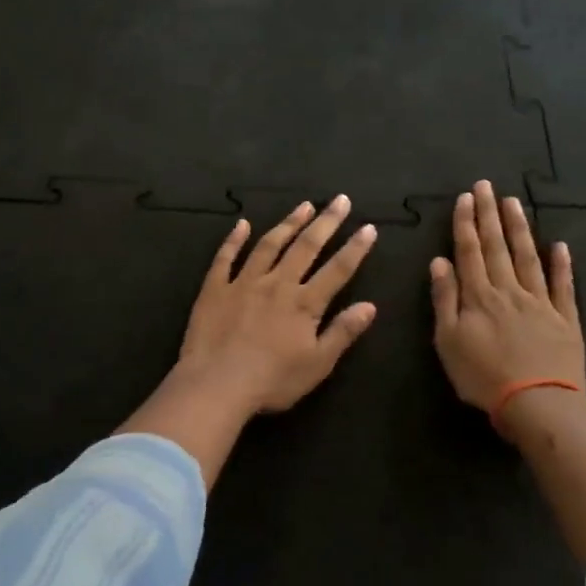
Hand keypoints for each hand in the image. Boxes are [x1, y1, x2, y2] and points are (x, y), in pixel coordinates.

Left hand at [176, 196, 379, 415]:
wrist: (216, 385)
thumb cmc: (272, 381)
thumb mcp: (317, 364)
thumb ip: (342, 332)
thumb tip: (370, 305)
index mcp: (304, 303)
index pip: (337, 269)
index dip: (355, 248)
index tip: (368, 227)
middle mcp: (277, 283)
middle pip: (306, 246)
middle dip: (326, 222)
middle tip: (340, 200)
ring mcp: (244, 282)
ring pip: (269, 244)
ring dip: (288, 223)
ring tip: (304, 206)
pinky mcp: (215, 288)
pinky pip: (225, 257)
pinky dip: (234, 239)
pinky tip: (242, 224)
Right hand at [431, 181, 585, 437]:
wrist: (538, 404)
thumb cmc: (483, 376)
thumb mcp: (448, 341)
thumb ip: (444, 299)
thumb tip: (439, 261)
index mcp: (479, 296)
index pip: (469, 251)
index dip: (466, 223)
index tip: (465, 197)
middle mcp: (509, 290)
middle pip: (497, 246)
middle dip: (490, 214)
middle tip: (487, 186)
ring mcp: (540, 302)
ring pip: (528, 257)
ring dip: (520, 228)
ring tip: (514, 202)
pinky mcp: (565, 319)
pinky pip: (563, 286)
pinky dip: (562, 265)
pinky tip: (560, 245)